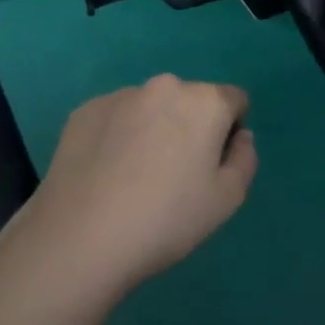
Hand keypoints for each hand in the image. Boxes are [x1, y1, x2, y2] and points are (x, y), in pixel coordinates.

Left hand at [28, 75, 257, 294]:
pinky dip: (119, 135)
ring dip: (154, 128)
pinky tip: (106, 173)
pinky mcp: (85, 111)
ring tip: (135, 176)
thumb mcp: (227, 199)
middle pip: (191, 100)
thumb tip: (239, 137)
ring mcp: (120, 95)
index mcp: (205, 101)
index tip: (212, 165)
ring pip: (151, 107)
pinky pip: (116, 117)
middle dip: (191, 126)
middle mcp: (165, 86)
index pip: (235, 100)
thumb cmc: (166, 219)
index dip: (231, 130)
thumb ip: (245, 159)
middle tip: (175, 173)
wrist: (80, 239)